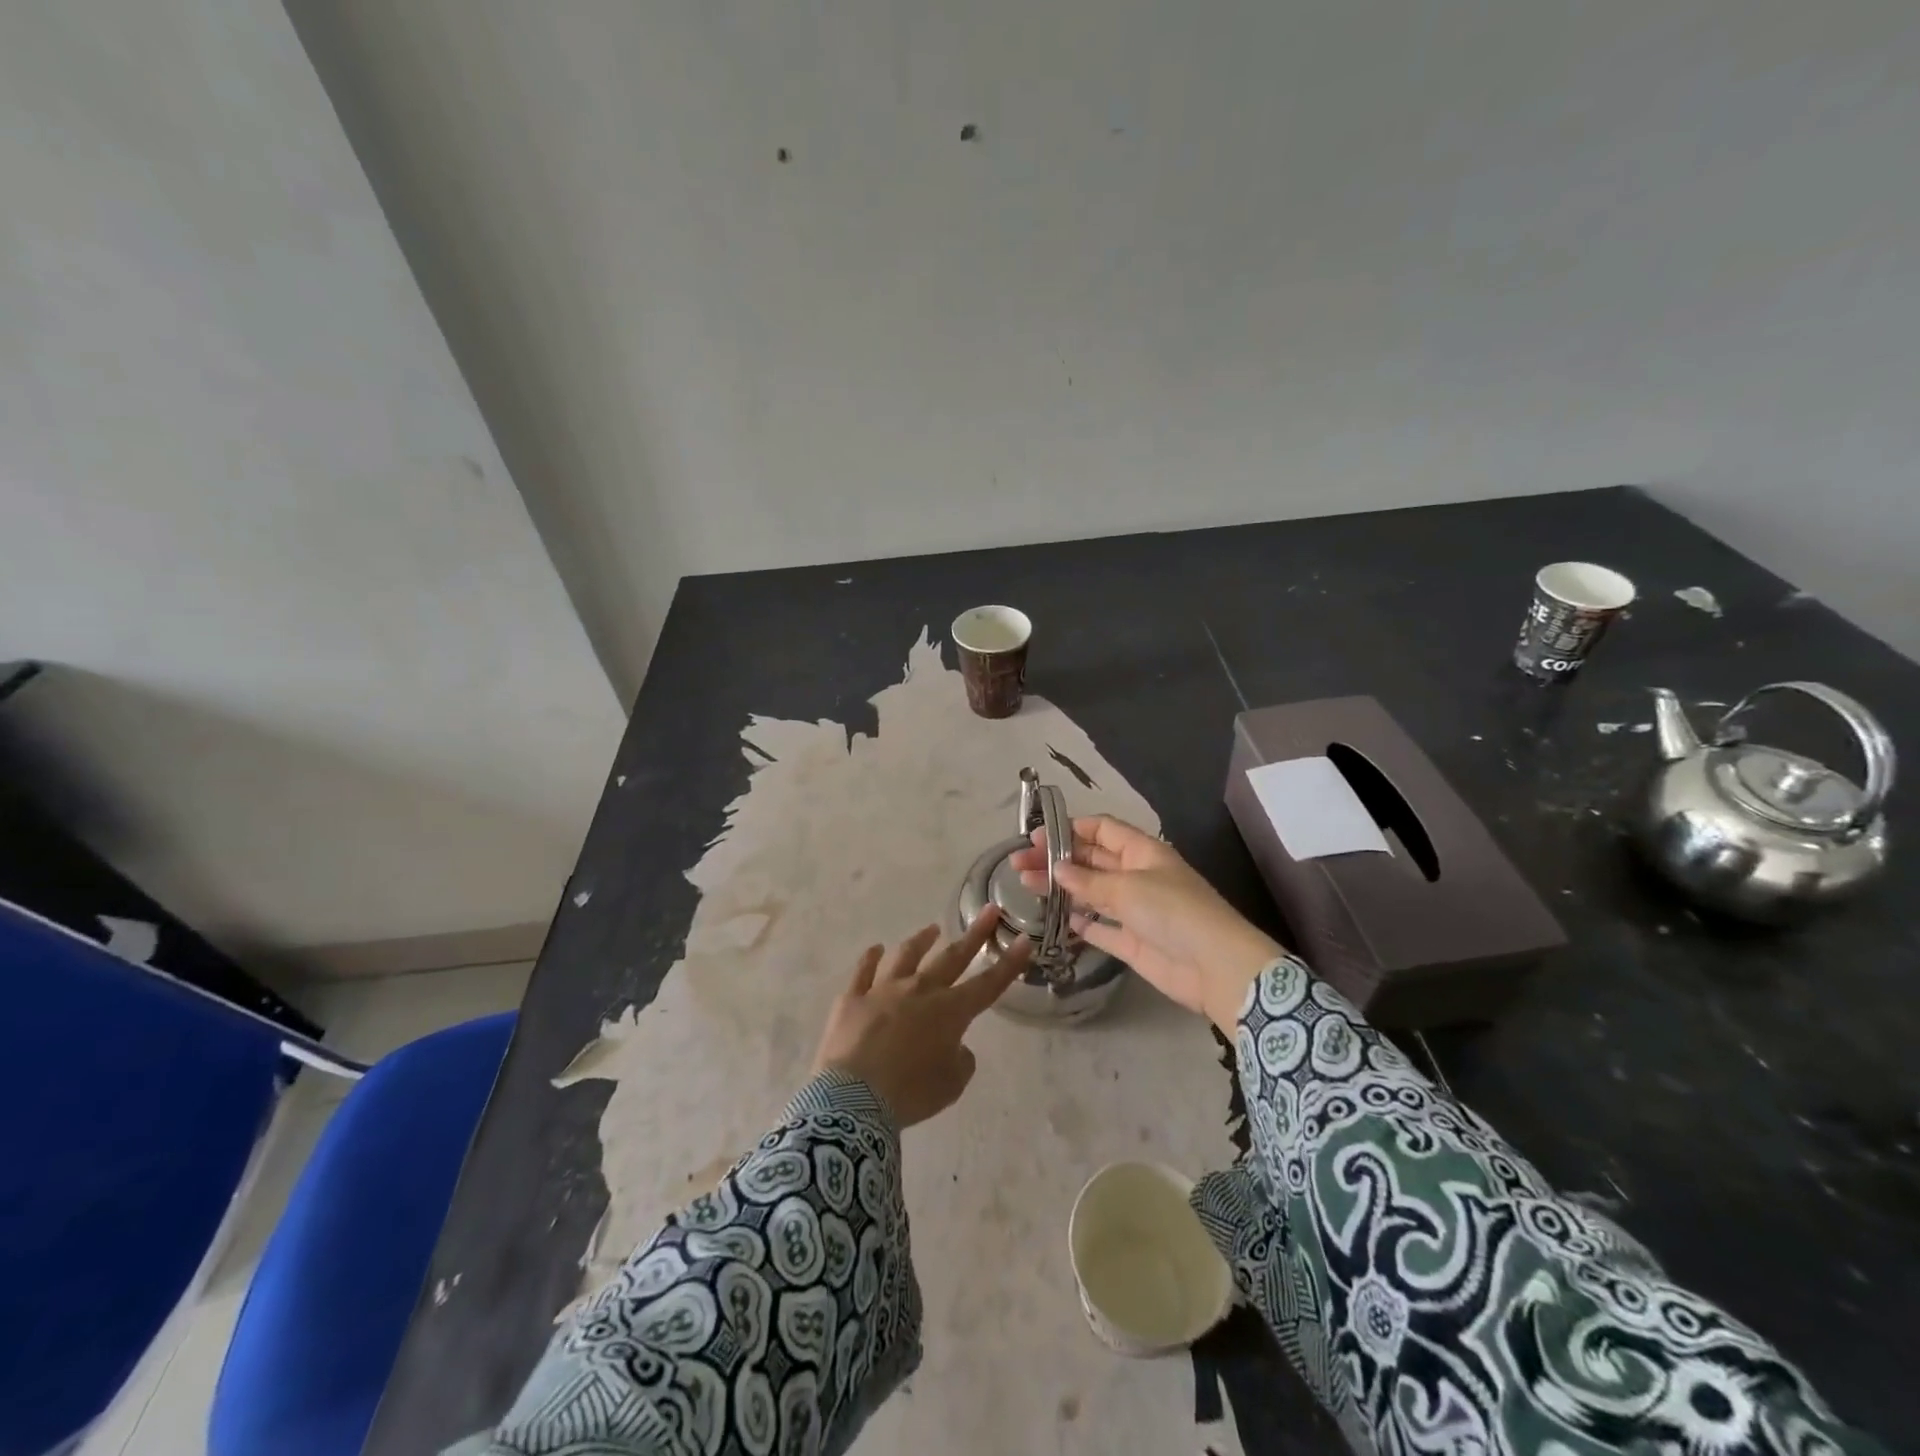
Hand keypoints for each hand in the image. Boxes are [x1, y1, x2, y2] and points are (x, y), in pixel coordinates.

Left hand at [810, 908, 1029, 1128]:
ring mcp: (883, 990)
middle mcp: (919, 990)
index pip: (988, 984)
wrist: (854, 1097)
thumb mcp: (951, 1085)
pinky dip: (870, 959)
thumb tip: (956, 1046)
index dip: (1009, 964)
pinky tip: (876, 949)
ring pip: (906, 956)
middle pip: (952, 958)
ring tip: (932, 929)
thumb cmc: (910, 1093)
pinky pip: (863, 972)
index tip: (1024, 940)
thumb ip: (961, 1060)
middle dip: (974, 935)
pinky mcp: (853, 998)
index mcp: (949, 1012)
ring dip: (921, 940)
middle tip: (989, 911)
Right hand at [1010, 816, 1281, 1032]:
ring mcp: (1135, 910)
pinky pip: (1101, 928)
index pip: (1102, 829)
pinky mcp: (1133, 942)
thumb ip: (1088, 881)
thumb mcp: (1128, 888)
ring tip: (1025, 886)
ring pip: (1091, 893)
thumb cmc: (1173, 912)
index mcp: (1142, 852)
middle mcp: (1137, 876)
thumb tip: (1057, 869)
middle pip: (1091, 861)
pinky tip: (1057, 919)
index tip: (1035, 837)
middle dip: (1056, 859)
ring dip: (1062, 889)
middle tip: (1017, 864)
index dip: (1069, 829)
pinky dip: (1081, 923)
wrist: (1215, 967)